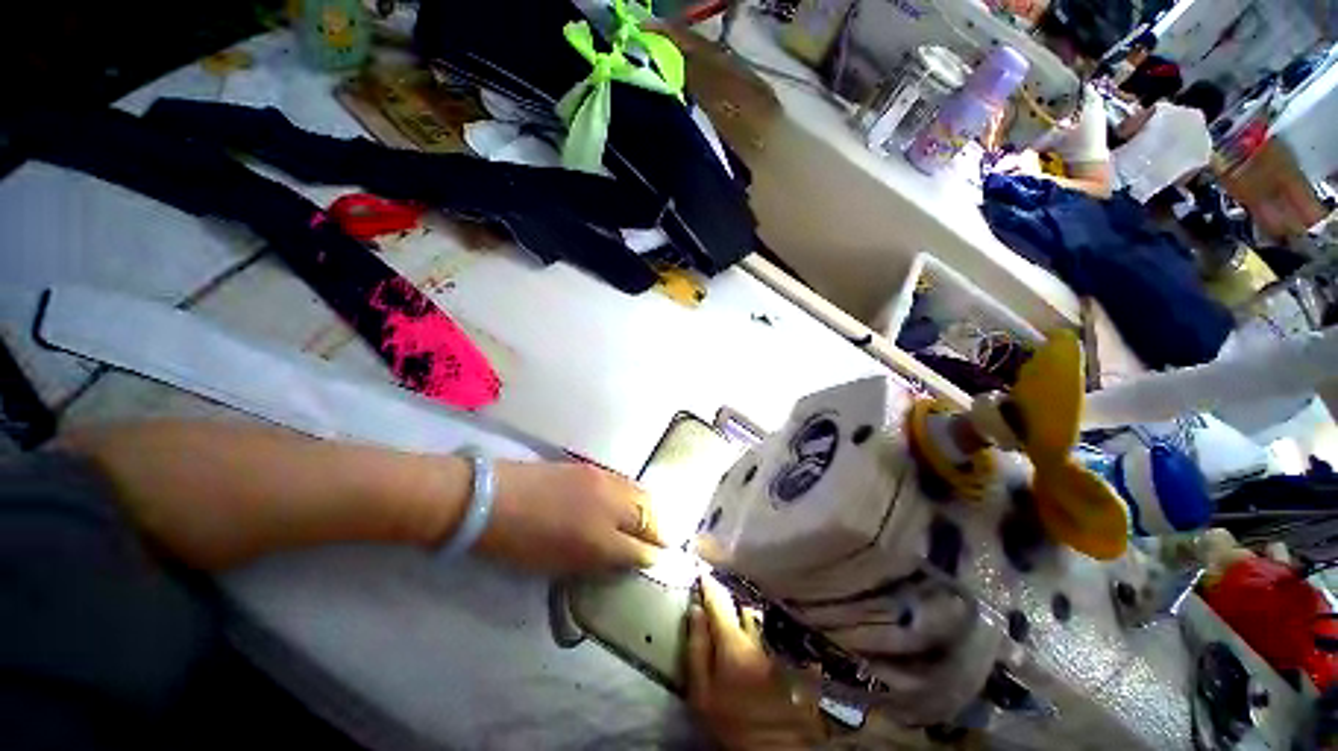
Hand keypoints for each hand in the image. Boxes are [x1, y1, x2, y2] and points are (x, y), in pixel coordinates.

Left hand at [475, 461, 662, 574]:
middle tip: (660, 540)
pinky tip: (629, 500)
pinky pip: (625, 482)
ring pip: (642, 494)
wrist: (491, 499)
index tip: (657, 562)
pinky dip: (635, 493)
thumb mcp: (558, 565)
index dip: (652, 558)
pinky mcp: (593, 467)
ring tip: (649, 520)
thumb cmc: (518, 543)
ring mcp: (604, 482)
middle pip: (650, 517)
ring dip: (650, 510)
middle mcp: (610, 507)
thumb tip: (622, 558)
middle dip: (660, 530)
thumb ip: (596, 561)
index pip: (641, 551)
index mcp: (599, 541)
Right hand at [687, 575, 825, 750]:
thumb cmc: (729, 721)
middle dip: (731, 606)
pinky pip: (775, 635)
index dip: (709, 585)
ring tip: (739, 626)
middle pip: (743, 609)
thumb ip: (696, 648)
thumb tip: (695, 610)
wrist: (768, 750)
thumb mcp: (701, 693)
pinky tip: (760, 643)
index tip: (702, 572)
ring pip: (760, 621)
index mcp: (733, 644)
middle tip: (720, 609)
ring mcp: (777, 648)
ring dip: (748, 619)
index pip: (719, 602)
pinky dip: (764, 633)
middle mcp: (758, 639)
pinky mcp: (791, 659)